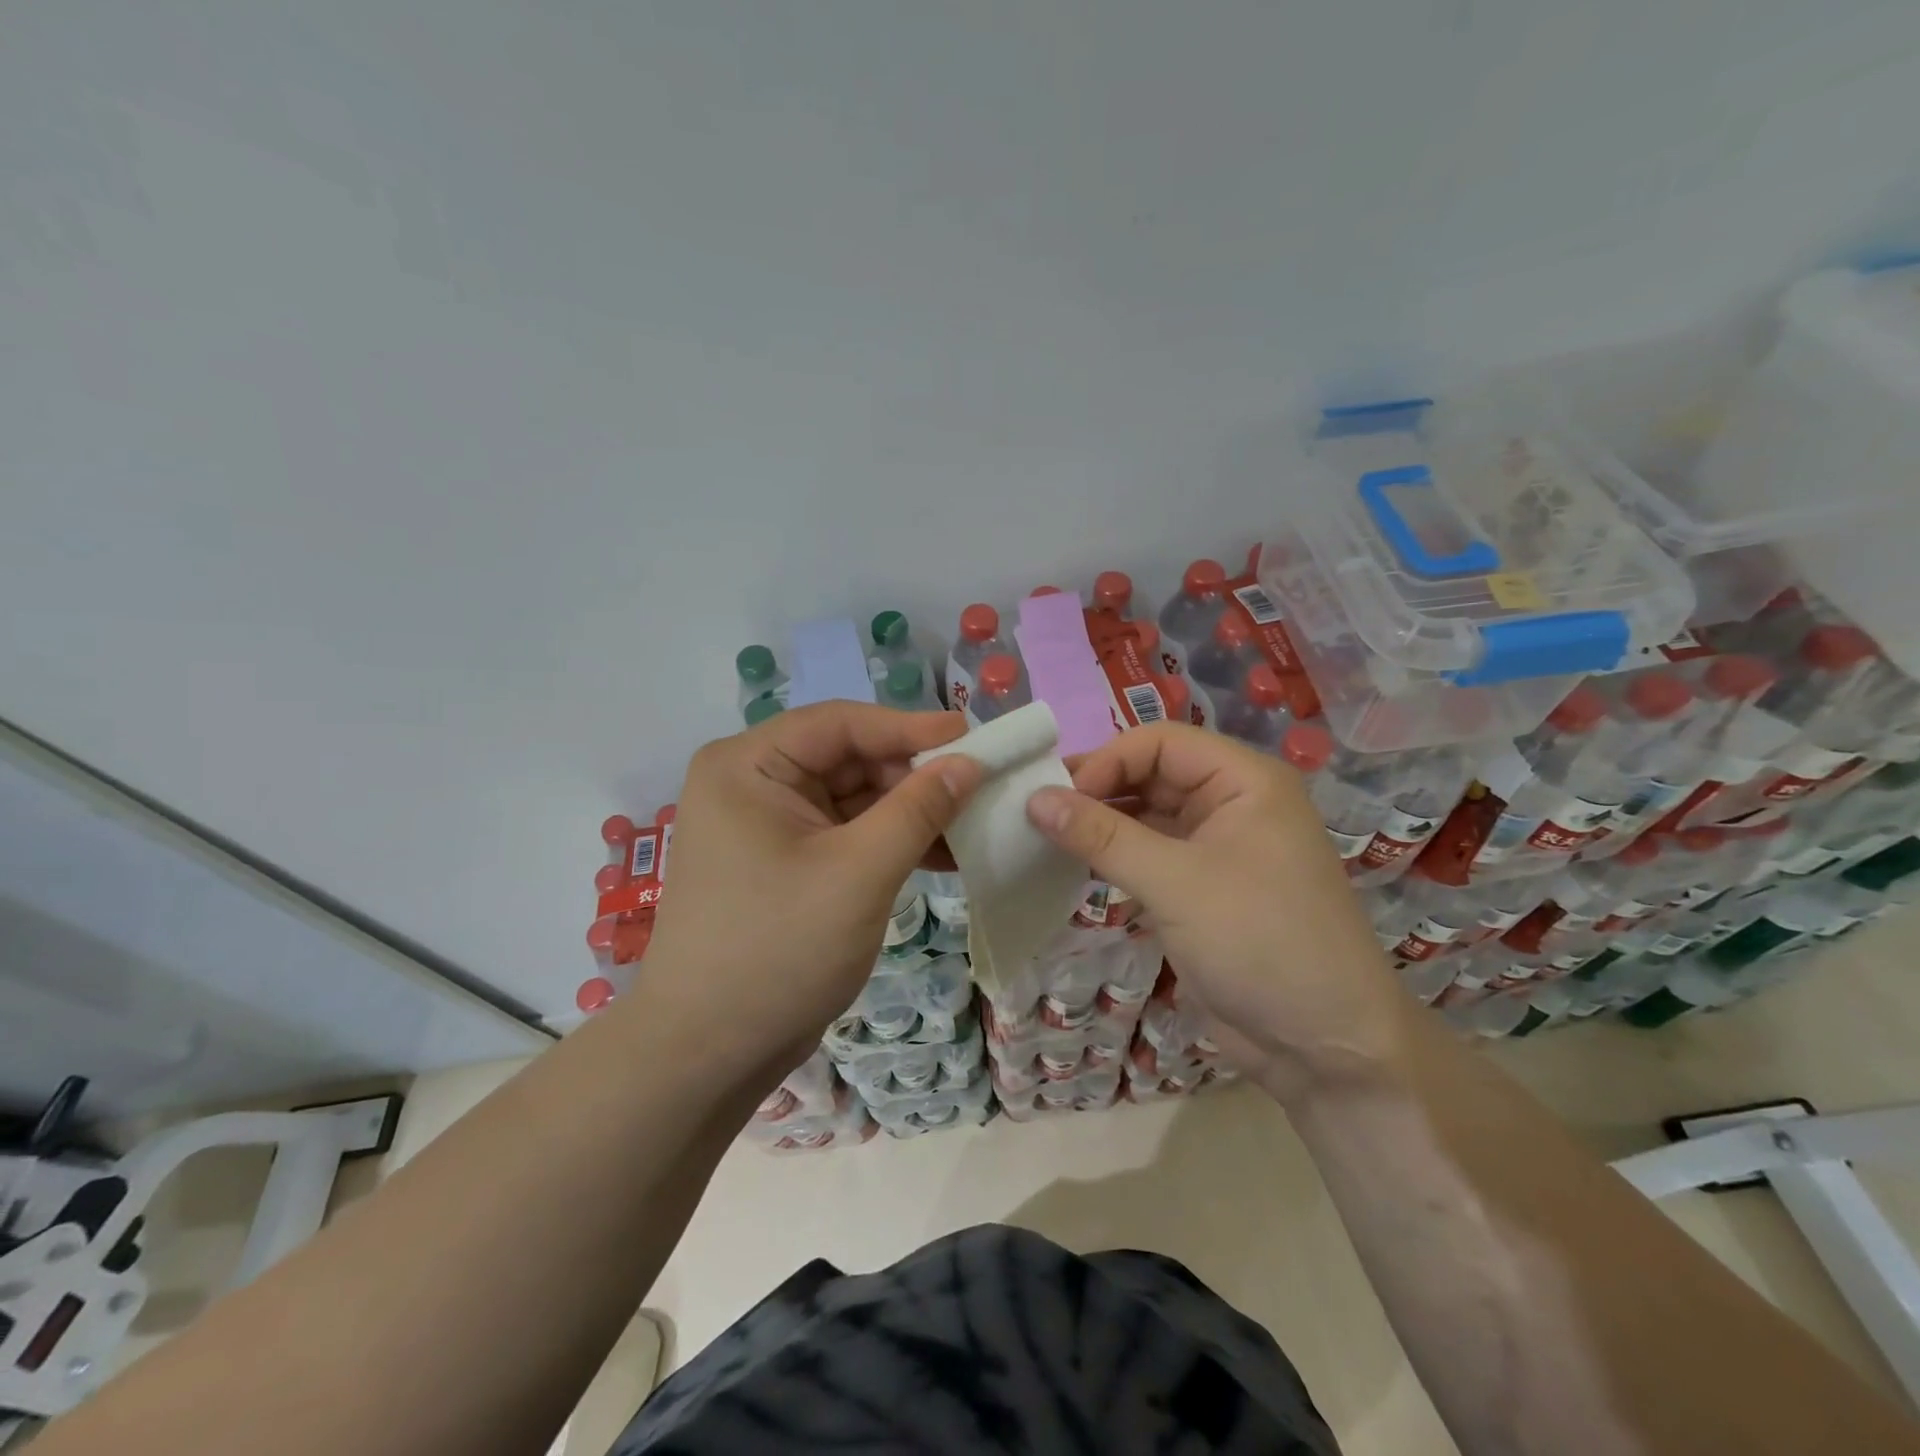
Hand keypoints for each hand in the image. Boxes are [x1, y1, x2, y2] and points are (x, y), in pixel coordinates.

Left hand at [641, 703, 981, 1073]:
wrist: (708, 1054)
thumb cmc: (778, 950)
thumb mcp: (859, 873)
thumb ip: (919, 809)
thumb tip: (970, 762)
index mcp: (748, 765)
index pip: (840, 724)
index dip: (909, 727)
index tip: (973, 737)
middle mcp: (752, 783)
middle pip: (848, 758)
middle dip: (914, 776)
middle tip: (980, 786)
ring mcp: (768, 825)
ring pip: (854, 798)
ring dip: (910, 811)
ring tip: (973, 822)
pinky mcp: (785, 862)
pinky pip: (847, 833)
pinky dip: (890, 841)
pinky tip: (943, 854)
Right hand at [1025, 723, 1404, 1104]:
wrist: (1324, 1048)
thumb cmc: (1259, 942)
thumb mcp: (1175, 882)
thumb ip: (1102, 836)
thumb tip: (1034, 798)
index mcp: (1244, 781)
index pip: (1160, 742)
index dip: (1106, 761)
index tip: (1057, 797)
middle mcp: (1233, 804)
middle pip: (1152, 775)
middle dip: (1098, 790)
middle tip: (1038, 814)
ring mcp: (1218, 848)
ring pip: (1147, 816)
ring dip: (1101, 825)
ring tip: (1045, 838)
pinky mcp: (1203, 889)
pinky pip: (1150, 855)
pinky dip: (1114, 857)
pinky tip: (1074, 866)